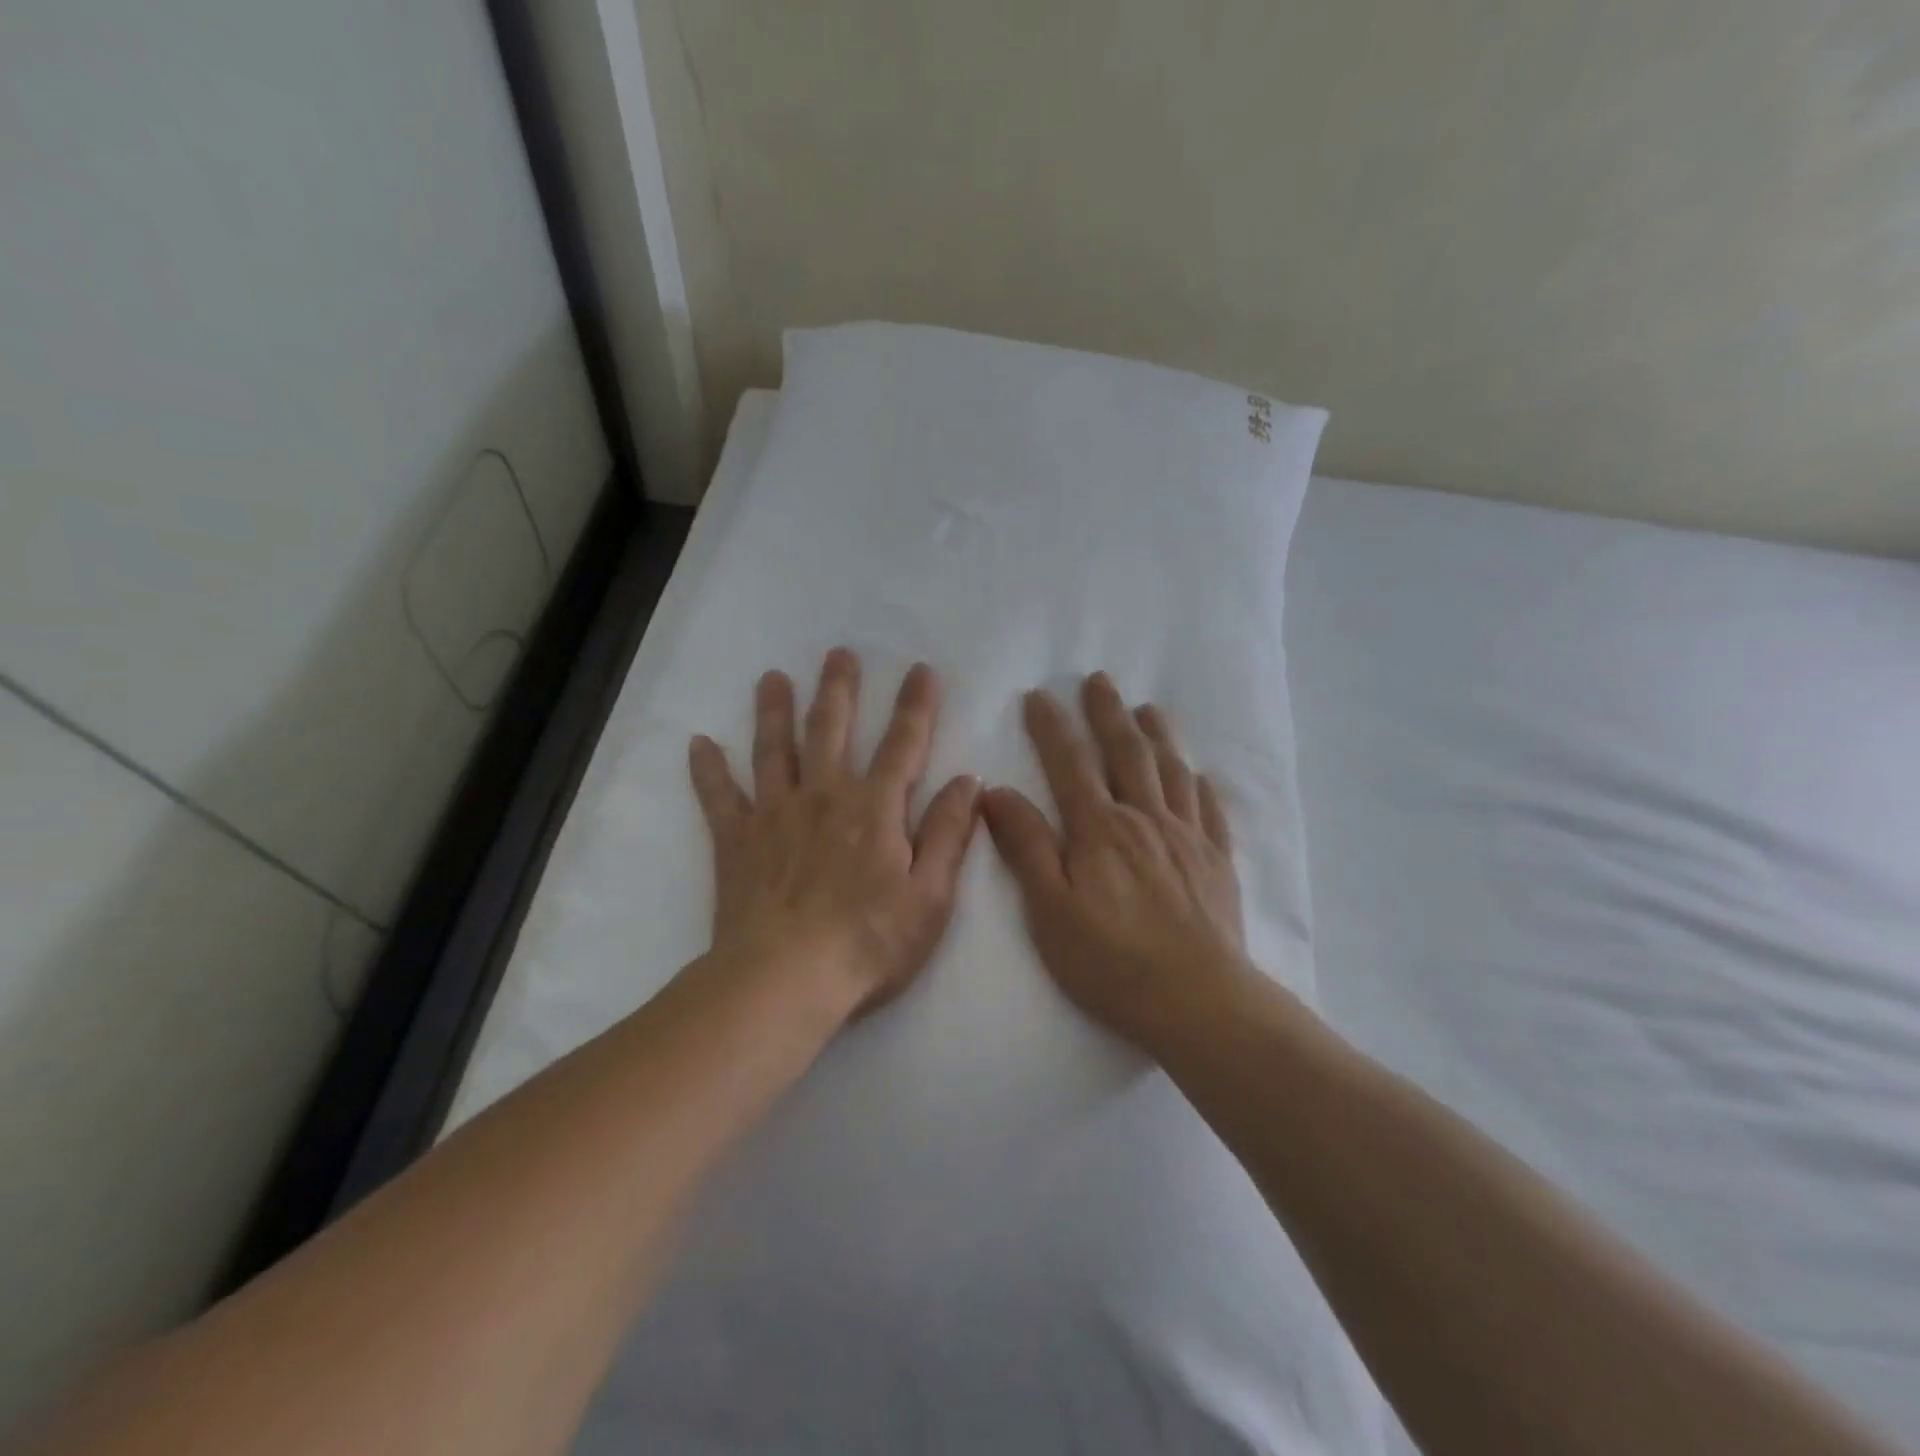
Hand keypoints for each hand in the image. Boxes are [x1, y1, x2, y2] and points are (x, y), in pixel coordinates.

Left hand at [688, 649, 980, 1019]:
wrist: (784, 981)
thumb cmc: (868, 943)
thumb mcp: (930, 896)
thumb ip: (948, 834)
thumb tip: (967, 781)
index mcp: (875, 809)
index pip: (902, 744)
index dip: (915, 705)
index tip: (920, 670)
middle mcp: (824, 796)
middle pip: (831, 730)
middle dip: (839, 689)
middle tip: (839, 653)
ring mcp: (774, 814)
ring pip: (774, 749)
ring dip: (775, 710)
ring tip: (772, 678)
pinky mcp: (736, 840)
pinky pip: (719, 796)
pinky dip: (708, 769)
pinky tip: (699, 743)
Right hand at [982, 673, 1248, 1050]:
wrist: (1197, 1000)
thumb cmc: (1111, 960)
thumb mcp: (1050, 909)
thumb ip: (1025, 846)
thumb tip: (996, 791)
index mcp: (1100, 829)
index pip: (1070, 764)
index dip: (1052, 727)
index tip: (1039, 695)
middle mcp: (1145, 819)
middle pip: (1126, 752)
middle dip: (1108, 713)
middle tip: (1099, 679)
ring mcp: (1187, 837)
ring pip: (1171, 771)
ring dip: (1157, 734)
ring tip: (1148, 708)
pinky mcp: (1216, 861)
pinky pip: (1209, 809)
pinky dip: (1200, 783)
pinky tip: (1197, 773)